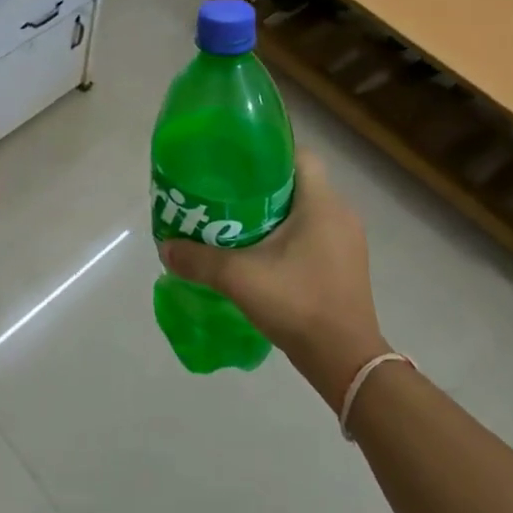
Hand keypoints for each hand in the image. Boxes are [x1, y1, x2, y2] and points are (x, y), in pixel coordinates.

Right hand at [160, 151, 385, 409]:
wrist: (345, 361)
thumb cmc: (298, 303)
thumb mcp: (239, 278)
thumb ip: (199, 260)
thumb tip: (165, 246)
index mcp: (323, 203)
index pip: (299, 154)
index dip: (268, 151)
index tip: (236, 162)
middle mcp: (341, 214)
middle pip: (299, 182)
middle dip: (263, 184)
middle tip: (226, 193)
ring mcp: (348, 241)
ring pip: (306, 210)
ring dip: (275, 212)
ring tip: (236, 221)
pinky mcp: (346, 265)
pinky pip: (314, 234)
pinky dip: (288, 235)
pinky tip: (261, 253)